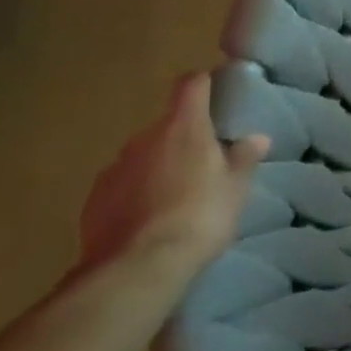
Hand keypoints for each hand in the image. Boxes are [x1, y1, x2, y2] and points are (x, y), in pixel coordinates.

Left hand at [77, 73, 269, 295]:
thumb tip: (256, 138)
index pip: (191, 84)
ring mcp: (114, 168)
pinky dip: (136, 193)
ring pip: (143, 156)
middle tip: (205, 162)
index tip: (216, 92)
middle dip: (184, 137)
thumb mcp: (236, 188)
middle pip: (167, 124)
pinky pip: (122, 185)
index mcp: (183, 127)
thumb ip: (244, 158)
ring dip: (159, 166)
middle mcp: (144, 138)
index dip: (204, 83)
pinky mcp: (94, 200)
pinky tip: (150, 219)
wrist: (137, 268)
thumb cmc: (200, 216)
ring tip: (177, 196)